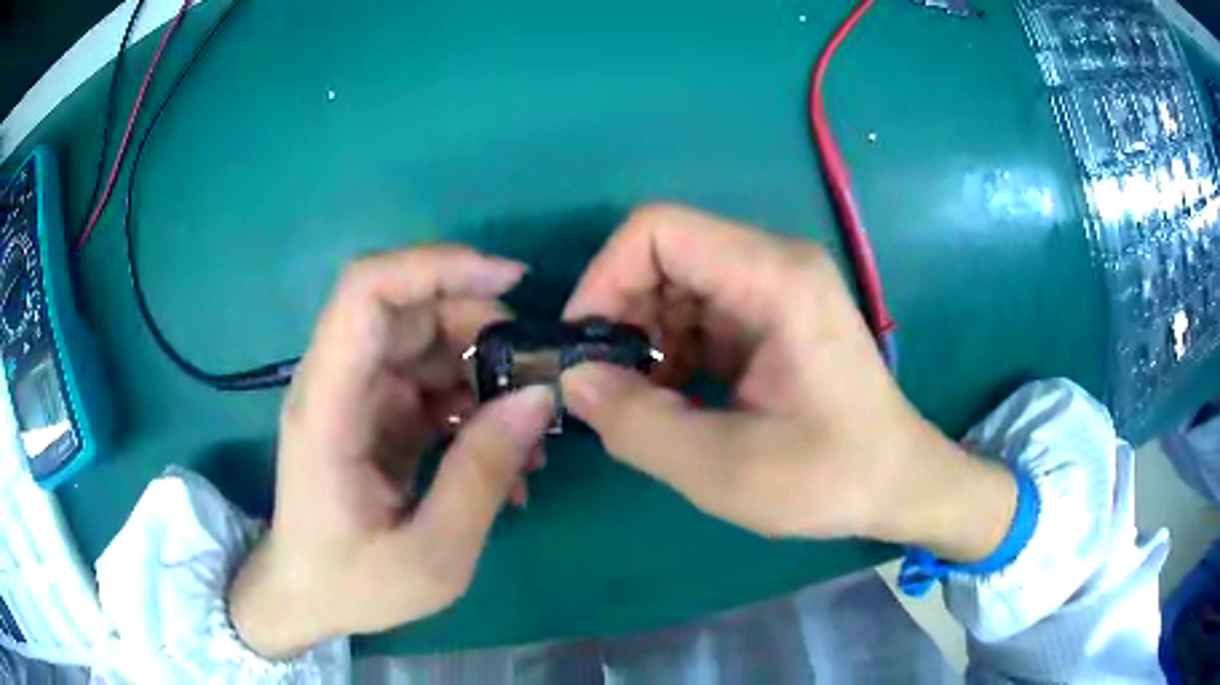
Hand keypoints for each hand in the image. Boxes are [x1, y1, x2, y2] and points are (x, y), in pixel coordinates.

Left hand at [229, 247, 553, 657]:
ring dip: (486, 372)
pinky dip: (474, 404)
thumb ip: (482, 475)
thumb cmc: (354, 585)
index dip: (436, 266)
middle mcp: (336, 384)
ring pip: (427, 344)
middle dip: (481, 327)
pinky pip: (431, 383)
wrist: (306, 596)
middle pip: (408, 309)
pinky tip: (505, 455)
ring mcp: (356, 396)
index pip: (366, 293)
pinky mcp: (374, 414)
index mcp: (329, 407)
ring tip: (530, 436)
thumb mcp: (432, 554)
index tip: (511, 280)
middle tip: (539, 379)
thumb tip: (538, 397)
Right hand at [562, 205, 1015, 559]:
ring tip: (648, 402)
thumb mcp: (723, 468)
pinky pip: (699, 312)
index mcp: (774, 278)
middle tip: (610, 386)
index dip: (604, 278)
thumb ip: (636, 423)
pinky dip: (672, 351)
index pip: (657, 230)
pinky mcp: (773, 315)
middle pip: (664, 254)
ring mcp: (776, 286)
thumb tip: (573, 380)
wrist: (898, 483)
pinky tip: (678, 399)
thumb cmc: (829, 476)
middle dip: (622, 316)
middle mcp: (775, 263)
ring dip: (646, 339)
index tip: (584, 348)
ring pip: (676, 285)